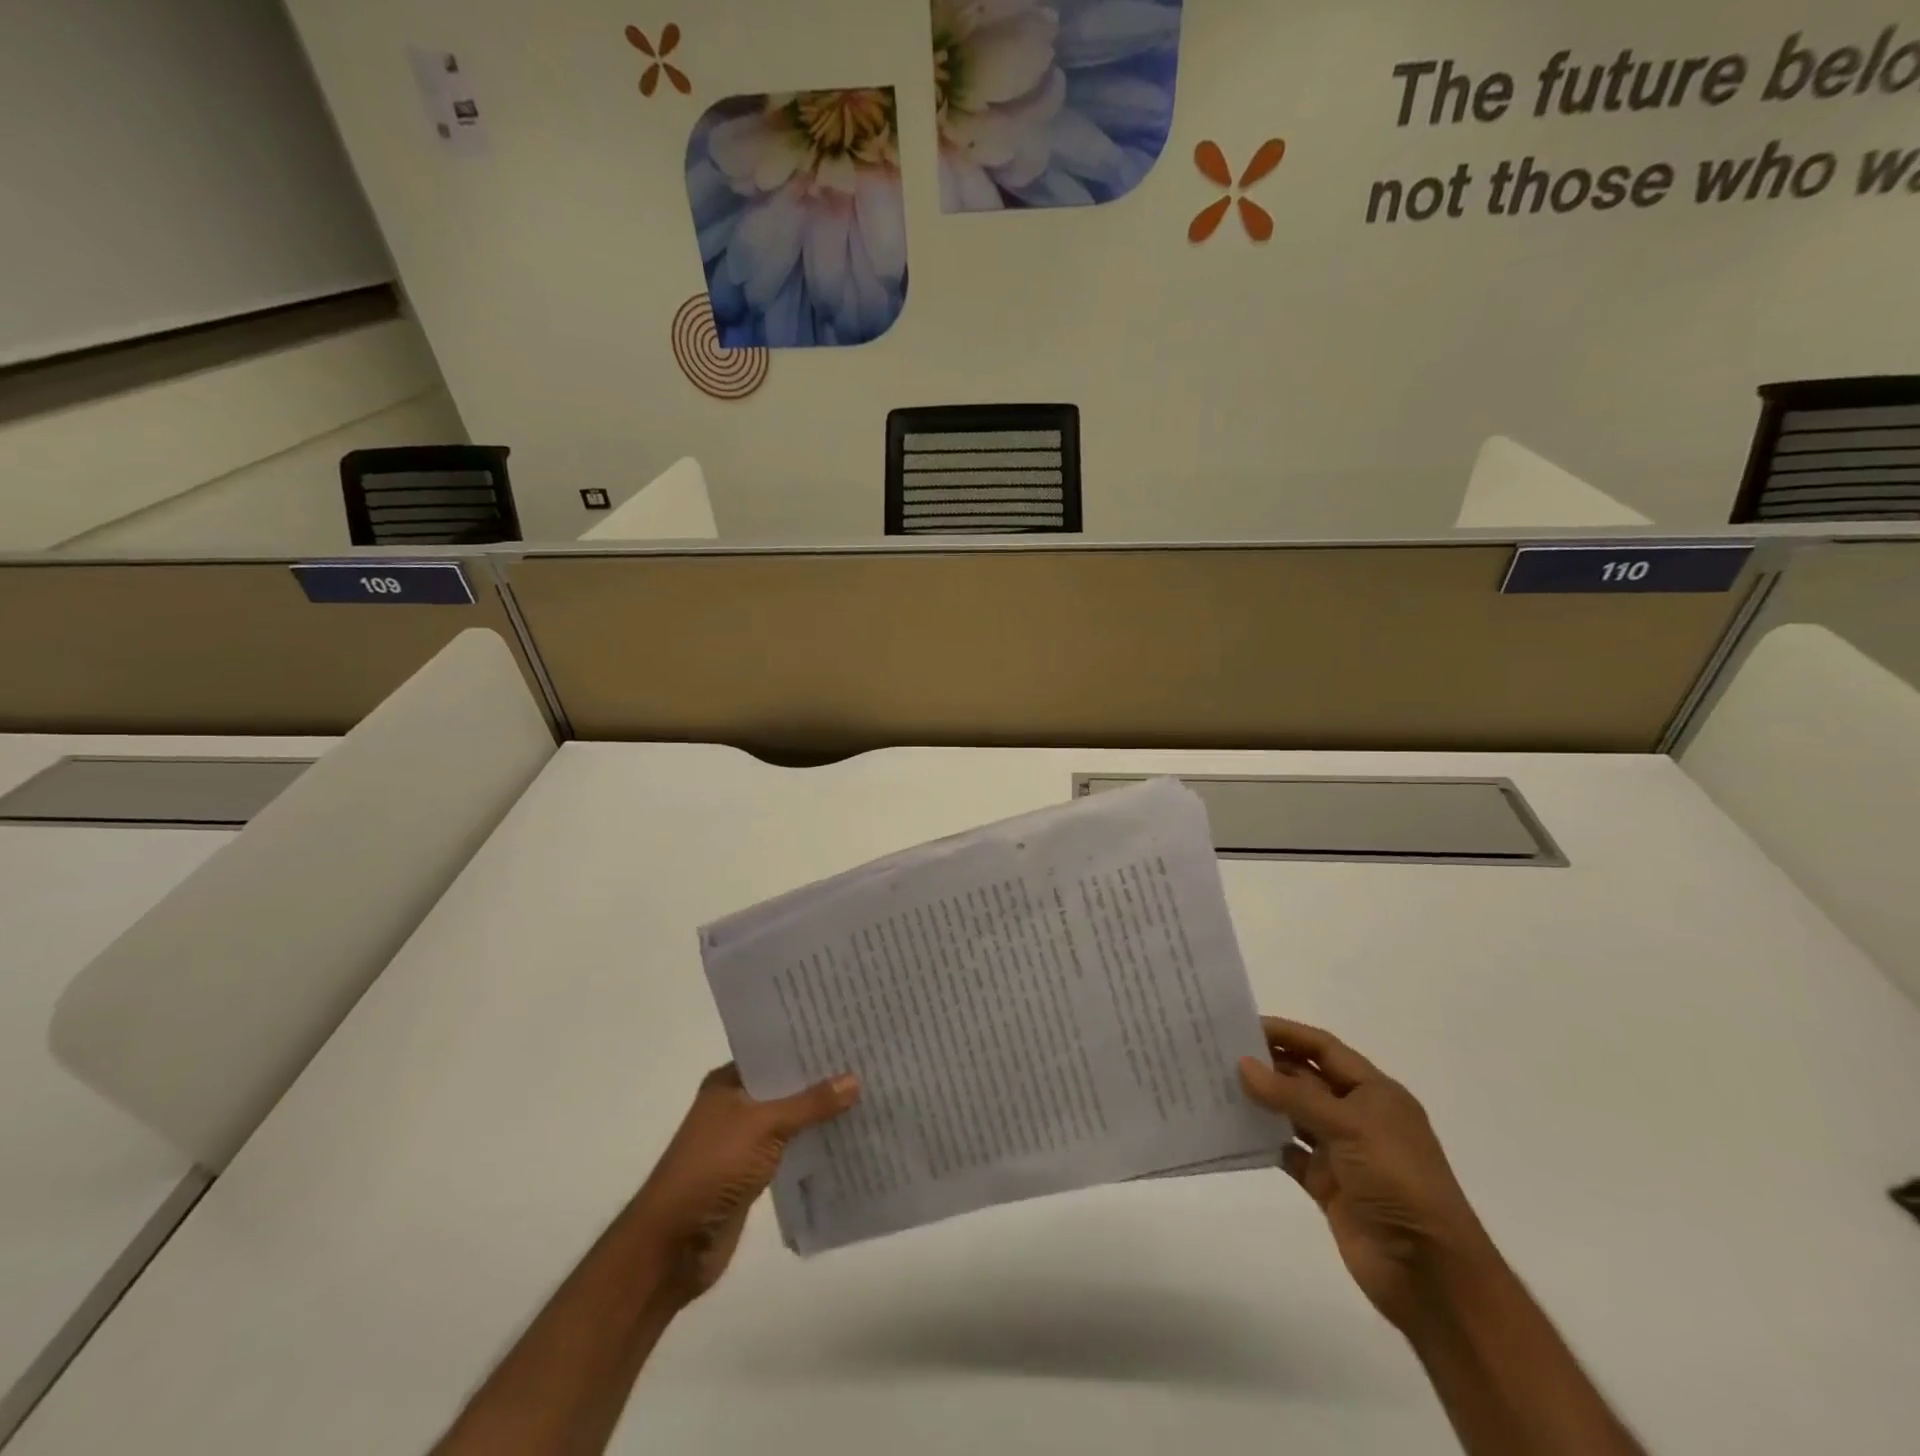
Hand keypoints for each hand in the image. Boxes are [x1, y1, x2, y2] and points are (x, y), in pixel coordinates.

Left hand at [631, 1064, 858, 1300]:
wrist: (672, 1246)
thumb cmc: (712, 1169)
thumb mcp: (765, 1126)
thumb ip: (810, 1104)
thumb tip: (855, 1079)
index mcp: (729, 1082)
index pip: (774, 1052)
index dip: (808, 1043)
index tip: (849, 1032)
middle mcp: (736, 1105)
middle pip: (786, 1085)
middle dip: (821, 1078)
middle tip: (868, 1060)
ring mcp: (744, 1141)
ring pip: (791, 1118)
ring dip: (820, 1113)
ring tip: (868, 1093)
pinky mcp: (753, 1174)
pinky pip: (792, 1149)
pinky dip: (814, 1144)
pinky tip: (847, 1137)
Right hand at [1239, 1017, 1494, 1332]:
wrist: (1430, 1274)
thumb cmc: (1398, 1182)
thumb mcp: (1349, 1127)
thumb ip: (1293, 1096)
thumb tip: (1243, 1064)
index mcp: (1375, 1093)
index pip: (1324, 1049)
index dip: (1287, 1033)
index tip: (1242, 1025)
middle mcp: (1357, 1116)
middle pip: (1305, 1079)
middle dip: (1267, 1064)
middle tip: (1218, 1052)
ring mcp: (1341, 1152)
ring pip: (1292, 1114)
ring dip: (1261, 1100)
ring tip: (1216, 1084)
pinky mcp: (1326, 1185)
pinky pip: (1287, 1152)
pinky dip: (1263, 1140)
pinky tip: (1231, 1128)